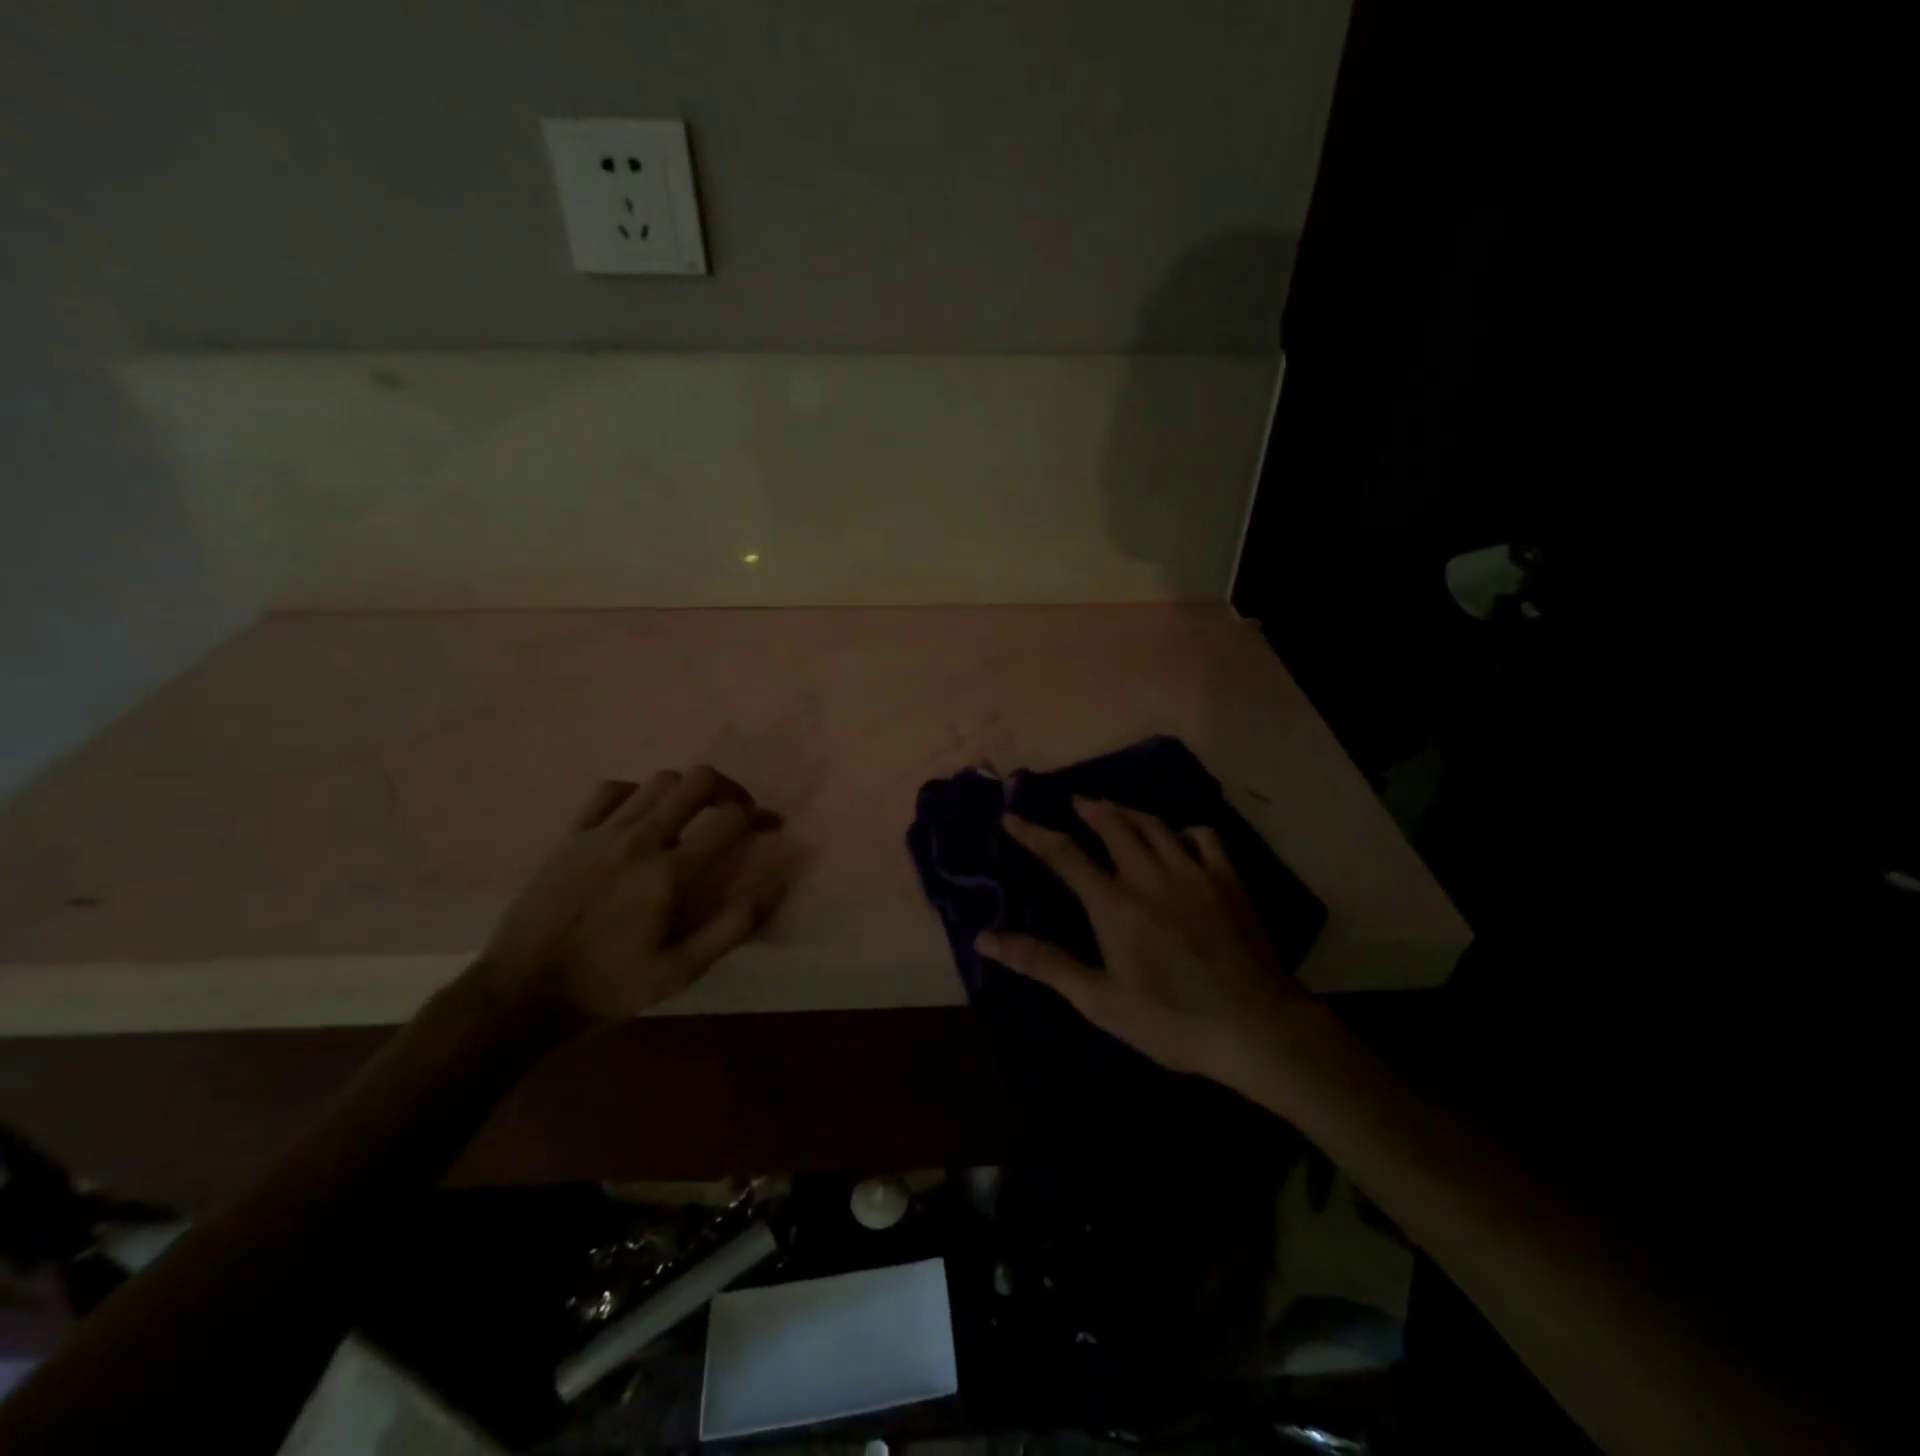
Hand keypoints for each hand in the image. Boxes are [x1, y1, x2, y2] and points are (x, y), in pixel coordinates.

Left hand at [480, 767, 788, 1022]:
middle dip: (728, 789)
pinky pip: (611, 790)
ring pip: (659, 780)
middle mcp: (641, 840)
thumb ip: (732, 928)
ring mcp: (602, 832)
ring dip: (686, 790)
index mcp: (670, 874)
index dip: (760, 817)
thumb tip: (775, 885)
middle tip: (734, 812)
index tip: (770, 826)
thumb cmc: (609, 985)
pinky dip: (636, 793)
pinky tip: (639, 815)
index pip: (731, 820)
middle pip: (698, 781)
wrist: (523, 991)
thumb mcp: (680, 972)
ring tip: (692, 814)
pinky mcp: (572, 834)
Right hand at [975, 798, 1317, 1089]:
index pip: (1064, 856)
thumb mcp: (1098, 1000)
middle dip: (1088, 808)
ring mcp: (1193, 873)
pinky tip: (1179, 839)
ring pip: (1154, 825)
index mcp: (1114, 904)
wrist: (1255, 1027)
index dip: (1034, 834)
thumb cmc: (1170, 1020)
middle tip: (1073, 801)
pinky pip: (1204, 837)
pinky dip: (1184, 830)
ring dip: (1128, 811)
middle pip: (1113, 825)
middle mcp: (1149, 876)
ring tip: (1113, 808)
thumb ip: (1043, 963)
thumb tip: (985, 938)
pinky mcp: (1228, 881)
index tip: (1011, 817)